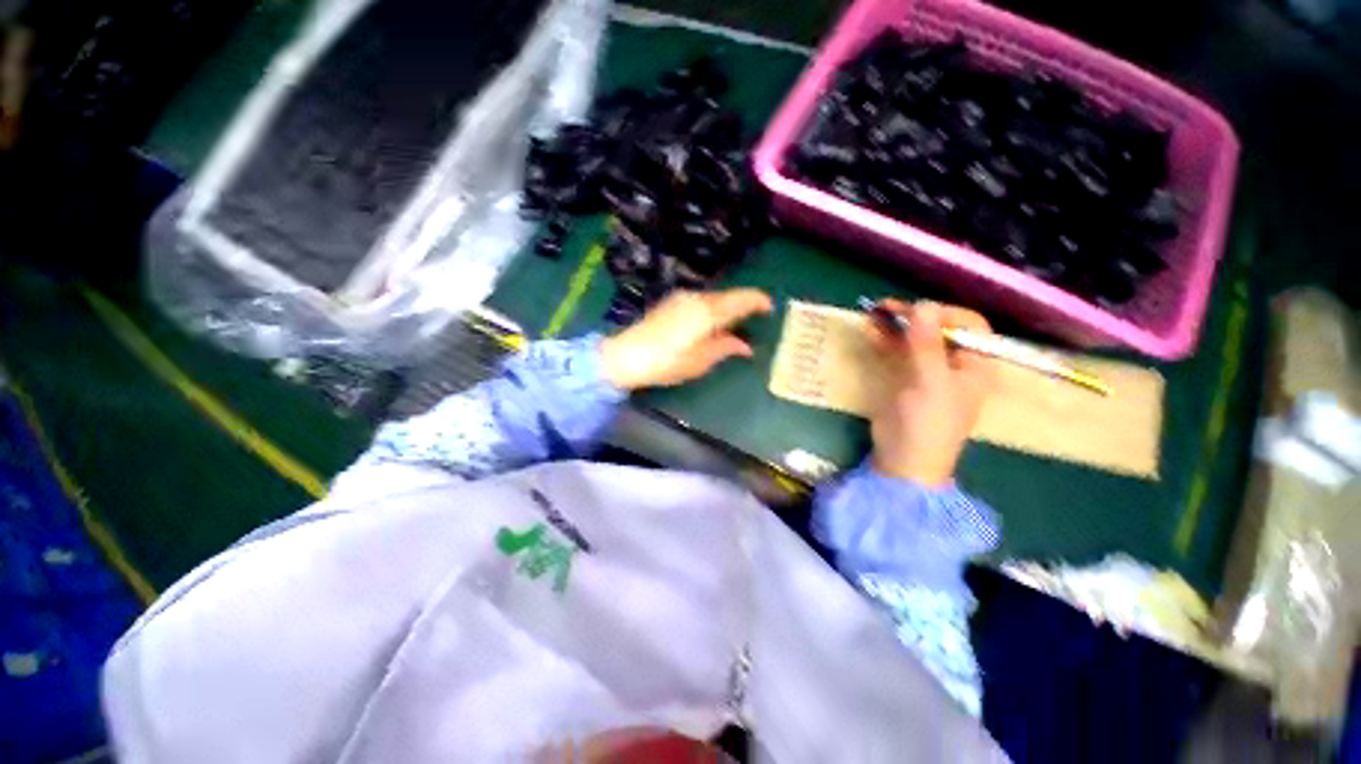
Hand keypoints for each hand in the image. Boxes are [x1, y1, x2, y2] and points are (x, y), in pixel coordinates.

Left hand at [600, 289, 773, 390]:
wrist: (627, 355)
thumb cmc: (668, 362)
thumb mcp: (701, 360)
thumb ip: (725, 348)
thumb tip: (745, 345)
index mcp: (708, 312)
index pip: (740, 299)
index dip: (758, 301)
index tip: (770, 307)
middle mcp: (697, 299)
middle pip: (727, 297)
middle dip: (743, 305)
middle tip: (755, 319)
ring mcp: (681, 298)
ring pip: (713, 299)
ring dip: (727, 308)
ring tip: (735, 324)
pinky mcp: (671, 303)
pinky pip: (700, 302)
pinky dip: (712, 310)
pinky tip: (711, 324)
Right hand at [867, 300, 996, 486]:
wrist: (903, 460)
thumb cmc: (928, 423)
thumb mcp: (930, 382)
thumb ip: (927, 344)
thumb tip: (923, 305)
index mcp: (974, 365)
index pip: (968, 325)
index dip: (944, 314)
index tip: (916, 312)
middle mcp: (953, 363)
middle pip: (938, 329)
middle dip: (913, 316)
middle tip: (886, 307)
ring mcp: (926, 370)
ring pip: (913, 339)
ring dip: (895, 326)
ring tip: (873, 314)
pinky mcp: (903, 378)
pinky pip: (896, 352)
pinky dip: (884, 340)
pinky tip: (869, 330)